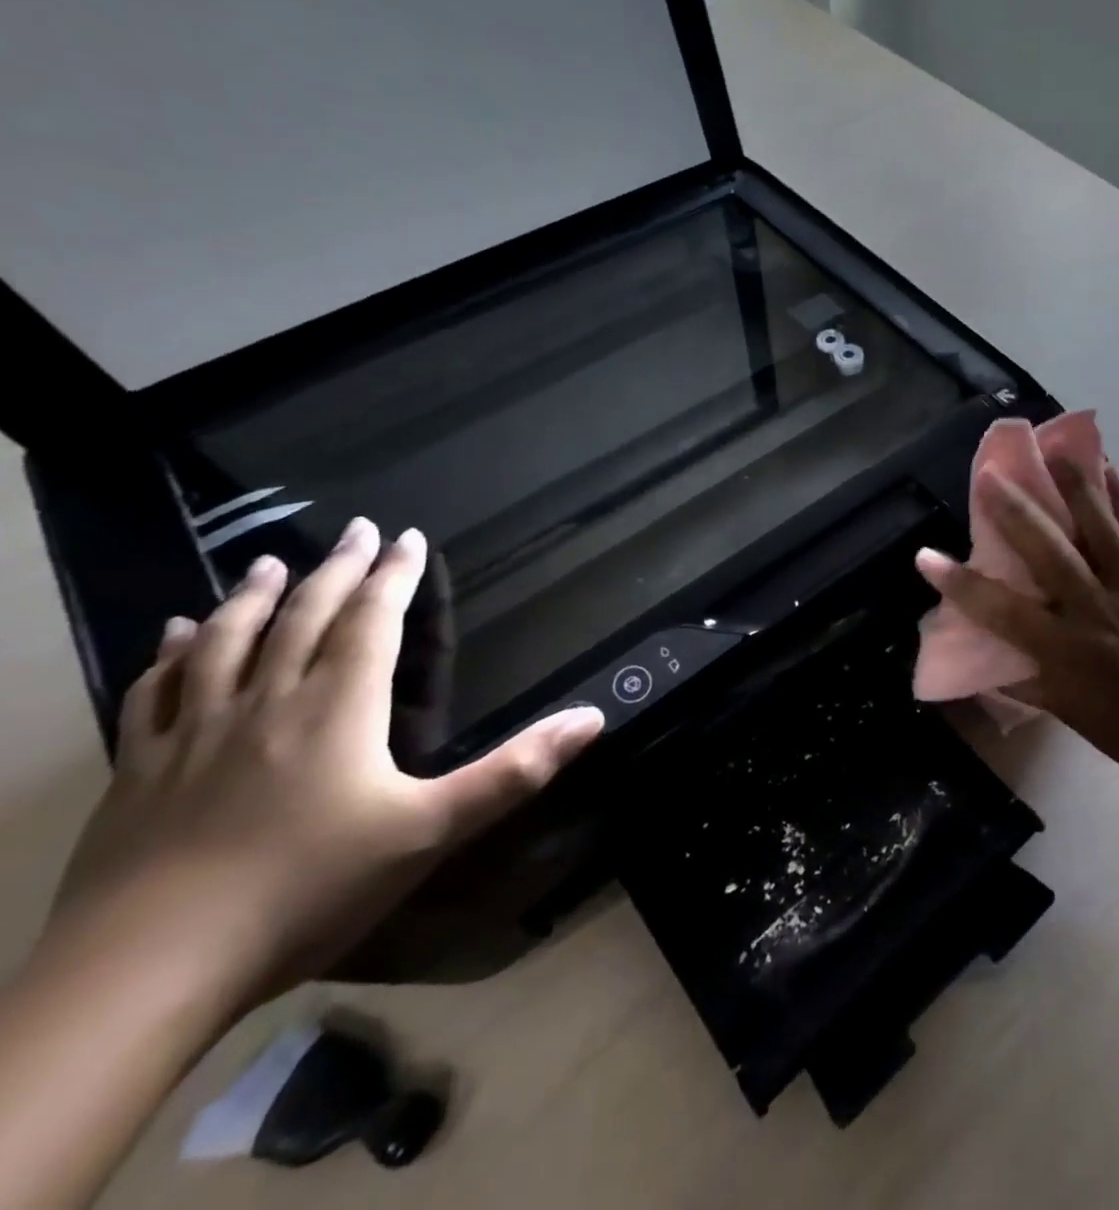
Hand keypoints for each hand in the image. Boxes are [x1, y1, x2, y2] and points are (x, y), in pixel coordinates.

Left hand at [51, 519, 602, 1010]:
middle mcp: (267, 702)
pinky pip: (156, 692)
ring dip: (255, 597)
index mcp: (338, 708)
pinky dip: (171, 653)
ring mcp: (194, 734)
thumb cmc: (308, 891)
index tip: (407, 537)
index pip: (372, 621)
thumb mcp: (432, 830)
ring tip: (273, 563)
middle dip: (336, 569)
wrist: (143, 974)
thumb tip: (592, 717)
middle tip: (355, 530)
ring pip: (227, 642)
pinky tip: (176, 634)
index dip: (394, 576)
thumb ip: (515, 770)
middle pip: (305, 618)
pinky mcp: (139, 771)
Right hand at [914, 459, 1118, 784]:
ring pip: (1099, 531)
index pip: (1000, 610)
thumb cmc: (1118, 725)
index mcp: (1061, 648)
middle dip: (1015, 512)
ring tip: (1053, 449)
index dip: (959, 583)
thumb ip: (1020, 676)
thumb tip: (985, 654)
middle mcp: (1092, 610)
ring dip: (1074, 487)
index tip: (925, 556)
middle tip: (990, 475)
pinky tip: (1108, 469)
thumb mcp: (1060, 707)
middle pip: (1049, 553)